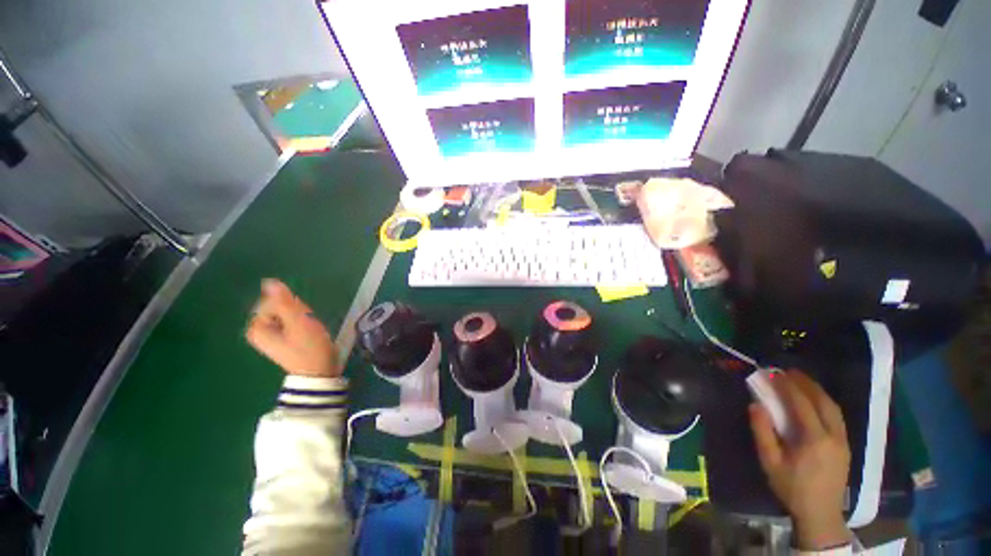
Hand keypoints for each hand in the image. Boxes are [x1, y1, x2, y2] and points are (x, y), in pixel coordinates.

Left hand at [245, 279, 339, 377]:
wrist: (319, 372)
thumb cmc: (308, 348)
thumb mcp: (298, 323)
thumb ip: (284, 302)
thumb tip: (269, 281)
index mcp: (257, 327)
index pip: (274, 300)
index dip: (292, 306)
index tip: (301, 320)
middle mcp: (260, 330)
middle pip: (280, 306)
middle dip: (297, 312)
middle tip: (307, 326)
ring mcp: (272, 335)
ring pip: (289, 313)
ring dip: (303, 317)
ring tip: (311, 330)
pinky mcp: (284, 338)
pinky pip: (293, 321)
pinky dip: (304, 323)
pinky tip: (310, 333)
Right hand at [749, 371, 850, 550]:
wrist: (820, 513)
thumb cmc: (791, 488)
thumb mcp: (770, 462)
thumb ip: (762, 432)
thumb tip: (756, 405)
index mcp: (815, 440)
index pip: (803, 404)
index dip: (788, 386)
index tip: (775, 373)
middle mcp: (834, 436)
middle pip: (824, 402)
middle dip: (807, 383)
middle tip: (789, 371)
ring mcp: (843, 441)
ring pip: (834, 408)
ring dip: (818, 391)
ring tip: (802, 381)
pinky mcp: (845, 446)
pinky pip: (836, 417)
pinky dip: (825, 403)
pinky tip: (815, 401)